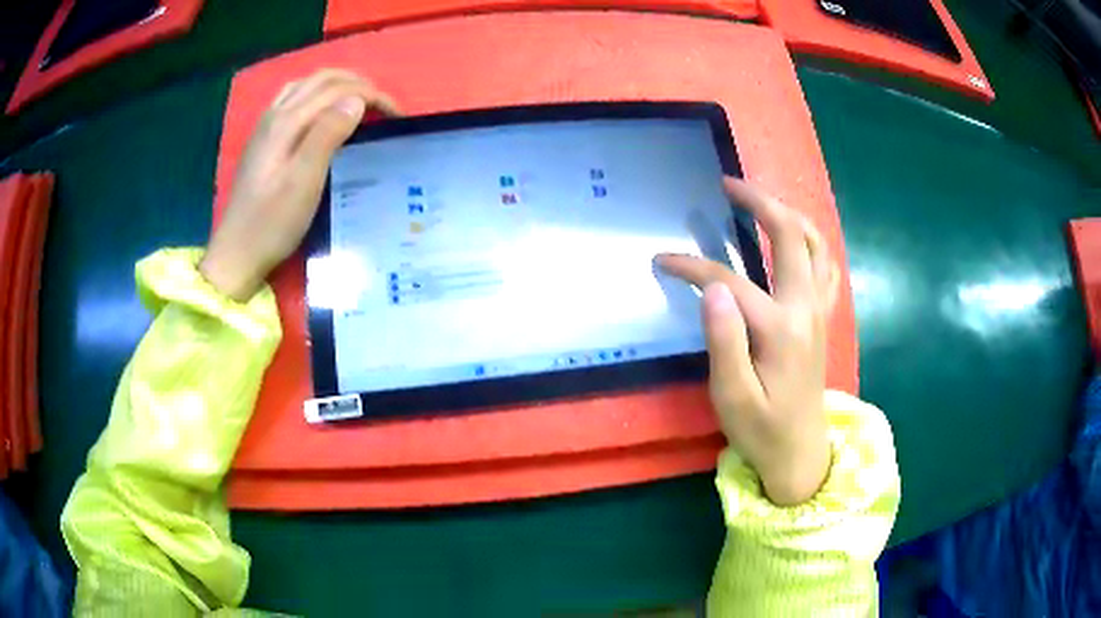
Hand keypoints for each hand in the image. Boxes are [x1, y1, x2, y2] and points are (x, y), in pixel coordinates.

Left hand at [201, 69, 399, 299]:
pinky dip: (318, 94)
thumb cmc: (273, 223)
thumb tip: (357, 100)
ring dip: (338, 85)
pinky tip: (323, 112)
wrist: (237, 251)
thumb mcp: (304, 182)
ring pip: (307, 85)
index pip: (337, 90)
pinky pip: (294, 98)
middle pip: (322, 79)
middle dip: (358, 84)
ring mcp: (266, 125)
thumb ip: (327, 135)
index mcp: (286, 122)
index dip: (371, 95)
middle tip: (384, 106)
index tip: (397, 116)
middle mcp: (275, 114)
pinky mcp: (263, 138)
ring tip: (359, 101)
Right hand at [658, 178, 838, 505]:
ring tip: (760, 202)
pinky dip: (811, 241)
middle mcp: (805, 307)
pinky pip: (826, 266)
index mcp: (779, 328)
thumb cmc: (761, 429)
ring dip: (789, 214)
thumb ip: (724, 341)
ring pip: (815, 243)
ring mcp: (819, 310)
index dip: (692, 266)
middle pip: (789, 235)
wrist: (800, 453)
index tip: (661, 260)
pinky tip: (794, 239)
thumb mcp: (732, 396)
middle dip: (759, 202)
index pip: (729, 280)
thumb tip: (712, 289)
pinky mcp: (822, 318)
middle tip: (728, 185)